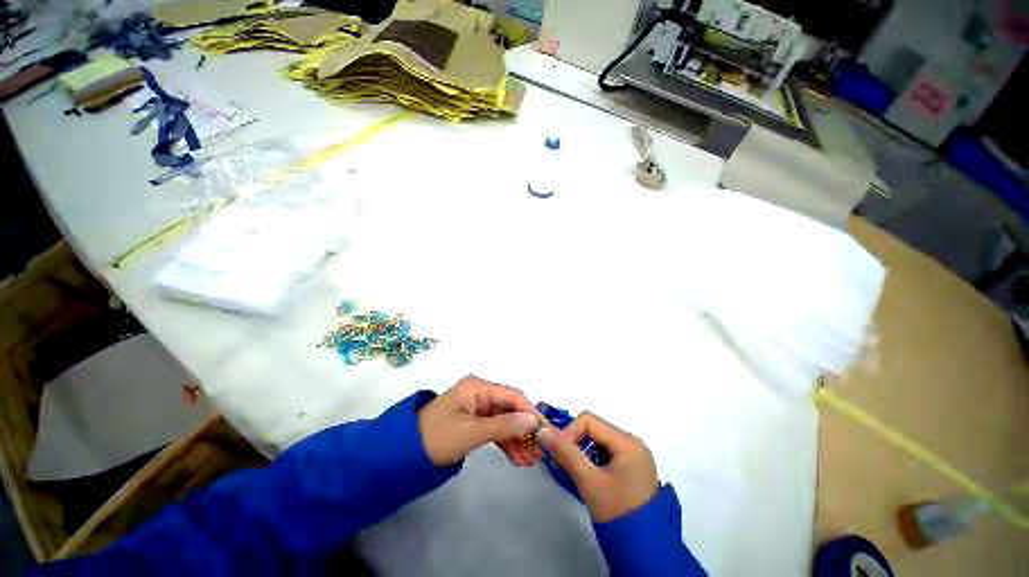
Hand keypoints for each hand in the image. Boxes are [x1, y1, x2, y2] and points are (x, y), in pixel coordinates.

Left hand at [418, 375, 543, 466]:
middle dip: (526, 432)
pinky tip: (518, 460)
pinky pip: (496, 431)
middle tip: (539, 454)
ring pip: (505, 423)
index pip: (513, 397)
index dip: (531, 414)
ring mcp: (475, 409)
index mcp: (476, 388)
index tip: (546, 435)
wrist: (406, 452)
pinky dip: (507, 444)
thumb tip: (533, 421)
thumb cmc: (437, 437)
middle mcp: (478, 394)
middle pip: (511, 410)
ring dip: (518, 441)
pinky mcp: (472, 424)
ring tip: (530, 462)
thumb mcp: (472, 432)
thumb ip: (504, 426)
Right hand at [538, 412, 657, 521]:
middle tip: (563, 466)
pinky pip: (607, 455)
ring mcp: (634, 456)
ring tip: (575, 474)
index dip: (568, 433)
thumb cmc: (616, 506)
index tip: (558, 456)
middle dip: (574, 444)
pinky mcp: (632, 468)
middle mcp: (633, 443)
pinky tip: (588, 478)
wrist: (639, 535)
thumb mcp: (589, 480)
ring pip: (600, 443)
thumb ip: (566, 454)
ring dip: (583, 454)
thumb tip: (544, 431)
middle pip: (595, 430)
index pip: (589, 421)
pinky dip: (593, 462)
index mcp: (627, 442)